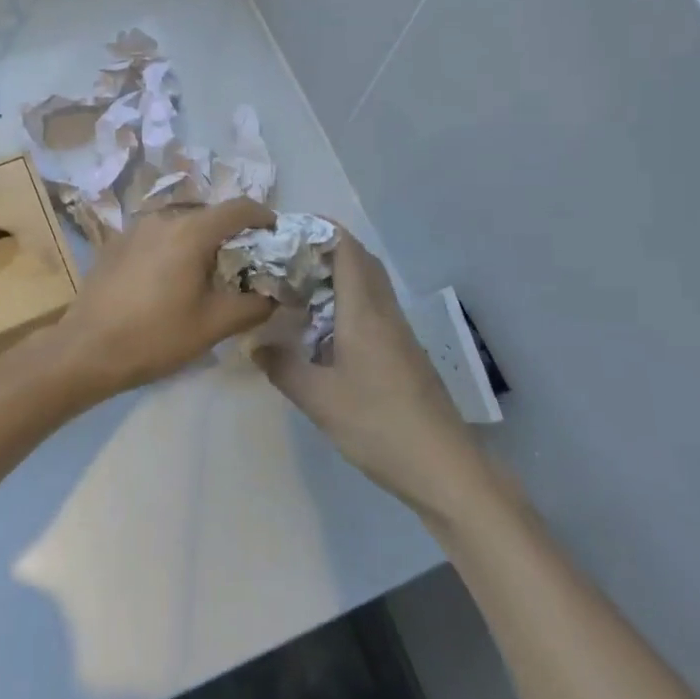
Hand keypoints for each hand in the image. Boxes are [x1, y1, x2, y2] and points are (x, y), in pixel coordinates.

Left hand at [54, 200, 276, 400]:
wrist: (86, 348)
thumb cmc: (155, 336)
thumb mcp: (213, 326)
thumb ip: (252, 306)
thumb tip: (273, 297)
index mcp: (190, 231)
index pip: (238, 208)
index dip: (263, 216)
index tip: (275, 233)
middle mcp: (162, 218)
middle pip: (208, 214)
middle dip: (232, 232)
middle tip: (245, 261)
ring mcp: (135, 228)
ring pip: (180, 223)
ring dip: (200, 239)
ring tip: (208, 271)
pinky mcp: (116, 243)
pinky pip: (157, 235)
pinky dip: (174, 246)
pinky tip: (171, 277)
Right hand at [255, 228, 472, 511]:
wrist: (444, 468)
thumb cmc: (378, 425)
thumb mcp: (319, 399)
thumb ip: (283, 367)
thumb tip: (255, 346)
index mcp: (365, 312)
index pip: (347, 250)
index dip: (320, 230)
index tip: (287, 230)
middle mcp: (385, 313)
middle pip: (361, 261)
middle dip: (325, 250)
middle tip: (287, 259)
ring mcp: (400, 334)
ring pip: (369, 286)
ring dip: (337, 277)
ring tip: (299, 289)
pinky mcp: (405, 354)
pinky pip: (374, 310)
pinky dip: (348, 303)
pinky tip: (325, 330)